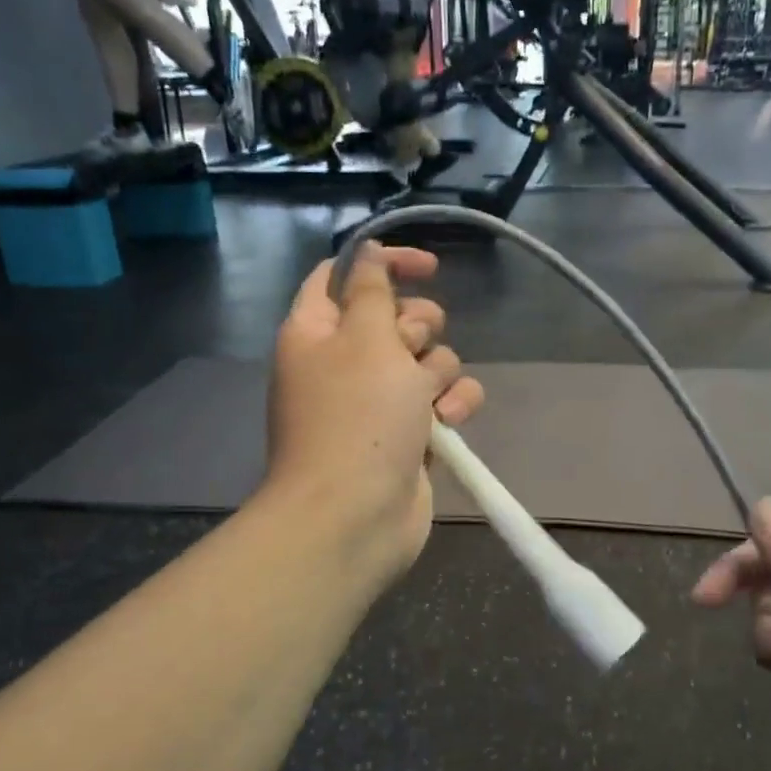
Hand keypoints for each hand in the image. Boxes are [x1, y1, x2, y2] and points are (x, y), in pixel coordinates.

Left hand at [266, 245, 482, 581]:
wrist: (355, 516)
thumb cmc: (356, 418)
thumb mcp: (366, 339)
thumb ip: (373, 290)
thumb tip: (367, 254)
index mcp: (318, 331)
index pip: (345, 275)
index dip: (384, 263)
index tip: (428, 267)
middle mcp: (347, 362)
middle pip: (397, 318)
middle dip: (418, 328)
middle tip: (409, 349)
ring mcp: (379, 401)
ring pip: (430, 359)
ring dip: (439, 373)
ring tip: (427, 402)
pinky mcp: (410, 433)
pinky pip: (444, 400)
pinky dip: (452, 407)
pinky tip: (447, 424)